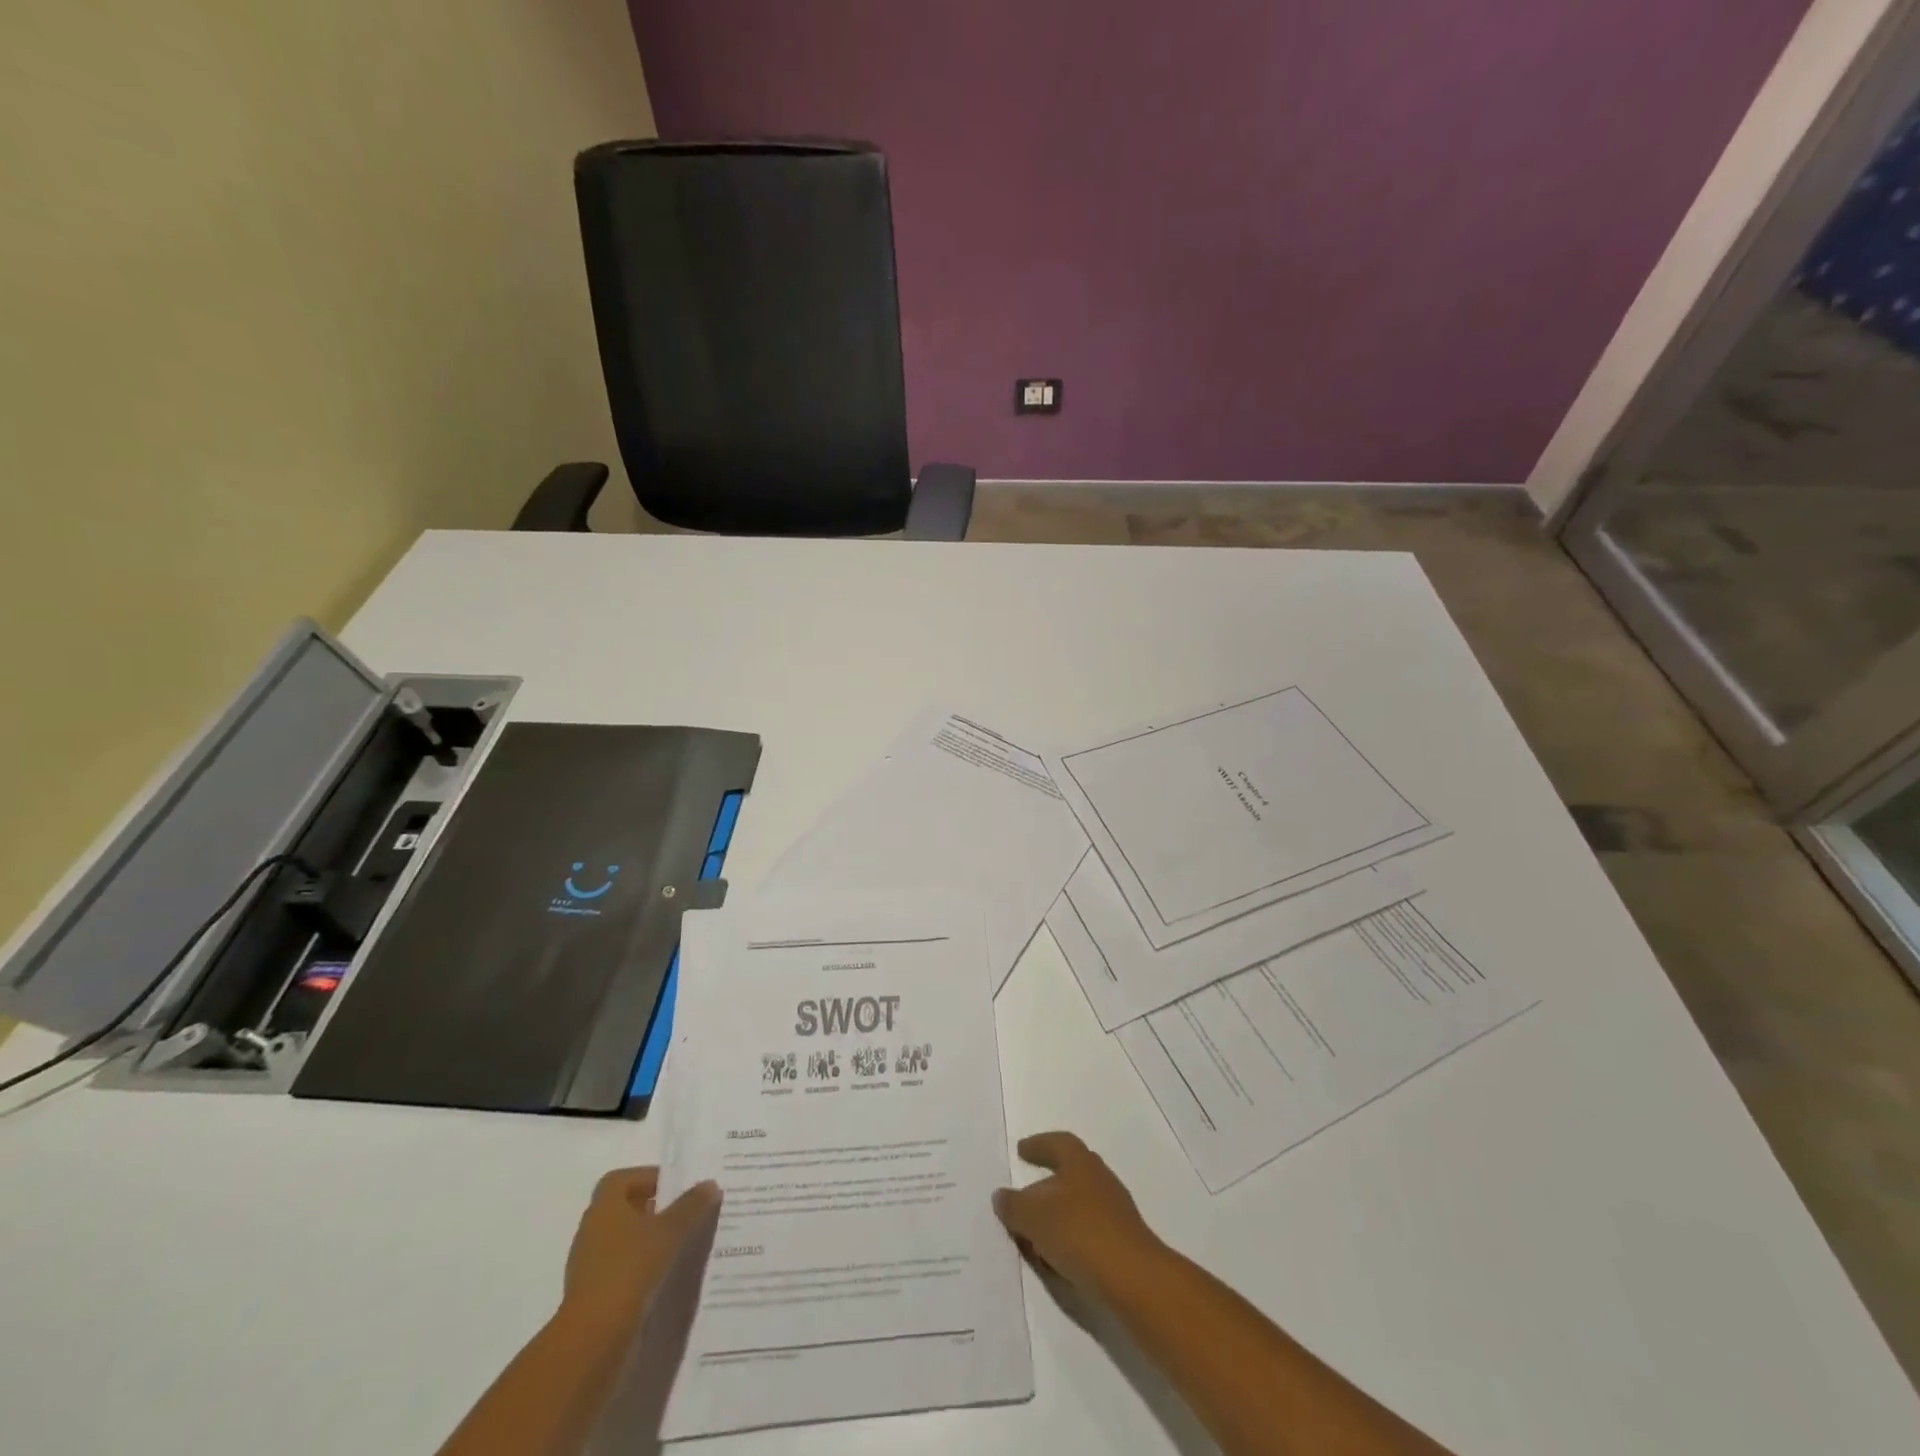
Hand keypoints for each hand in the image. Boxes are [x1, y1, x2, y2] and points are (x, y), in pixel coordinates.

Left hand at [561, 1167, 720, 1330]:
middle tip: (686, 1213)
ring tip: (682, 1245)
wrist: (593, 1340)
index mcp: (604, 1207)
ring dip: (649, 1241)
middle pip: (625, 1209)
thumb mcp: (669, 1232)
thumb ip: (691, 1206)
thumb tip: (710, 1184)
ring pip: (625, 1241)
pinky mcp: (594, 1295)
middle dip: (655, 1209)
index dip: (648, 1178)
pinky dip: (642, 1268)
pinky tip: (666, 1276)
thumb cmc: (630, 1269)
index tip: (676, 1187)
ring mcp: (590, 1265)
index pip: (622, 1179)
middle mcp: (593, 1230)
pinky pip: (623, 1270)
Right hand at [993, 1131, 1162, 1293]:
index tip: (1021, 1150)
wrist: (1134, 1279)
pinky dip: (1070, 1238)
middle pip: (1070, 1172)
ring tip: (1035, 1233)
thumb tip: (1001, 1196)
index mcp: (1080, 1162)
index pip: (1057, 1143)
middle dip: (1047, 1182)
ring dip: (1057, 1214)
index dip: (1038, 1145)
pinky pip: (1088, 1231)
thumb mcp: (1034, 1218)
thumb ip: (1014, 1206)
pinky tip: (1057, 1257)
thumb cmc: (1080, 1233)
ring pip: (1079, 1204)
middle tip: (1026, 1193)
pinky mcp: (1122, 1242)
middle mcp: (1099, 1179)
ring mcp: (1114, 1211)